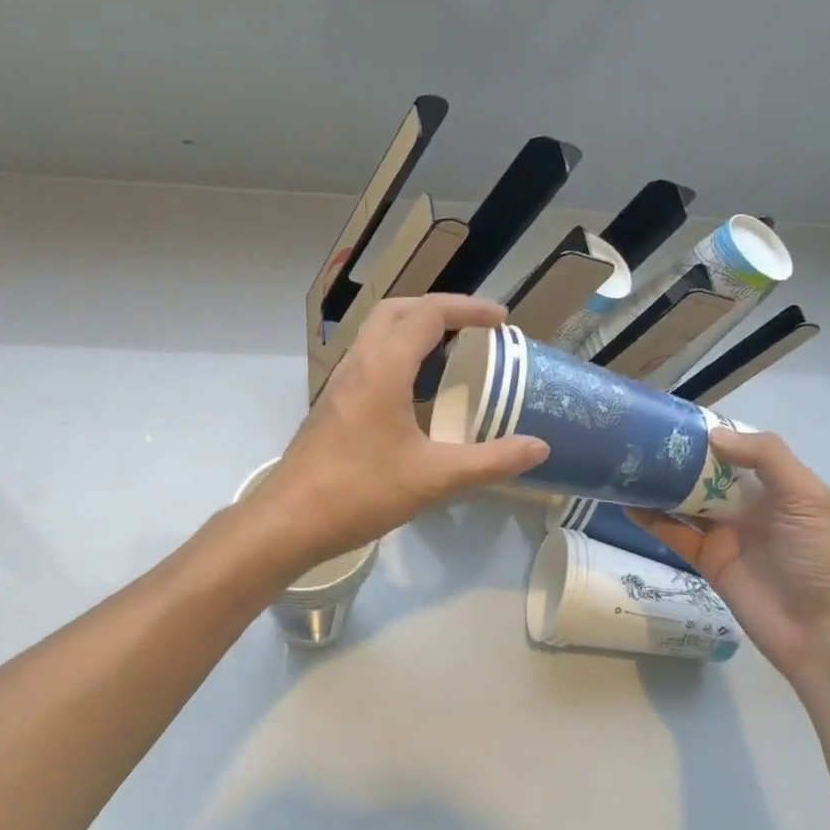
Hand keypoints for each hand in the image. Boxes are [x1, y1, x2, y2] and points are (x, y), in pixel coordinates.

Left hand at [248, 296, 549, 571]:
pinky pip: (368, 361)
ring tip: (450, 354)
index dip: (468, 309)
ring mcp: (340, 384)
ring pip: (377, 334)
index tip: (501, 320)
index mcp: (384, 368)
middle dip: (438, 309)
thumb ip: (490, 461)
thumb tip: (539, 448)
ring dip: (413, 331)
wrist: (289, 520)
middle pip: (397, 310)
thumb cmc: (361, 492)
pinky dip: (397, 357)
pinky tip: (415, 394)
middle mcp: (358, 364)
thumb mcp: (434, 478)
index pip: (428, 314)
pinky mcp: (332, 406)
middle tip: (473, 328)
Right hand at [633, 430, 829, 688]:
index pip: (737, 450)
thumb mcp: (806, 498)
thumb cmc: (819, 558)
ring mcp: (724, 533)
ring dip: (659, 485)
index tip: (673, 418)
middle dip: (677, 458)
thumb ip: (766, 458)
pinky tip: (627, 502)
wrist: (821, 632)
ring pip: (684, 501)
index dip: (709, 434)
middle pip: (705, 474)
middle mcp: (748, 504)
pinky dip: (651, 519)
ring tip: (624, 465)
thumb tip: (712, 435)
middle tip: (637, 438)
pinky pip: (673, 534)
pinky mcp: (706, 560)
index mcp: (777, 485)